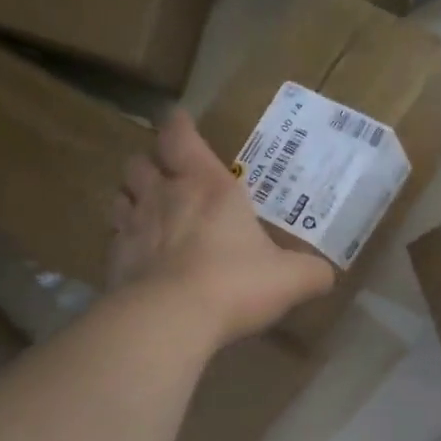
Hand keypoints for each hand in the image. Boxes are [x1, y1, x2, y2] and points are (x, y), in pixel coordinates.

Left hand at [108, 111, 334, 348]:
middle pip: (141, 162)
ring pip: (120, 195)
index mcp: (209, 187)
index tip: (179, 121)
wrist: (170, 319)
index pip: (181, 137)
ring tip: (147, 211)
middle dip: (151, 164)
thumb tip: (326, 274)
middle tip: (166, 176)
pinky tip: (138, 256)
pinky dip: (123, 239)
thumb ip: (311, 272)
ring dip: (132, 197)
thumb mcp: (290, 279)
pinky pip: (113, 237)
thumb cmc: (235, 283)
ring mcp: (133, 227)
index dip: (178, 126)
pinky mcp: (113, 260)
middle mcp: (165, 196)